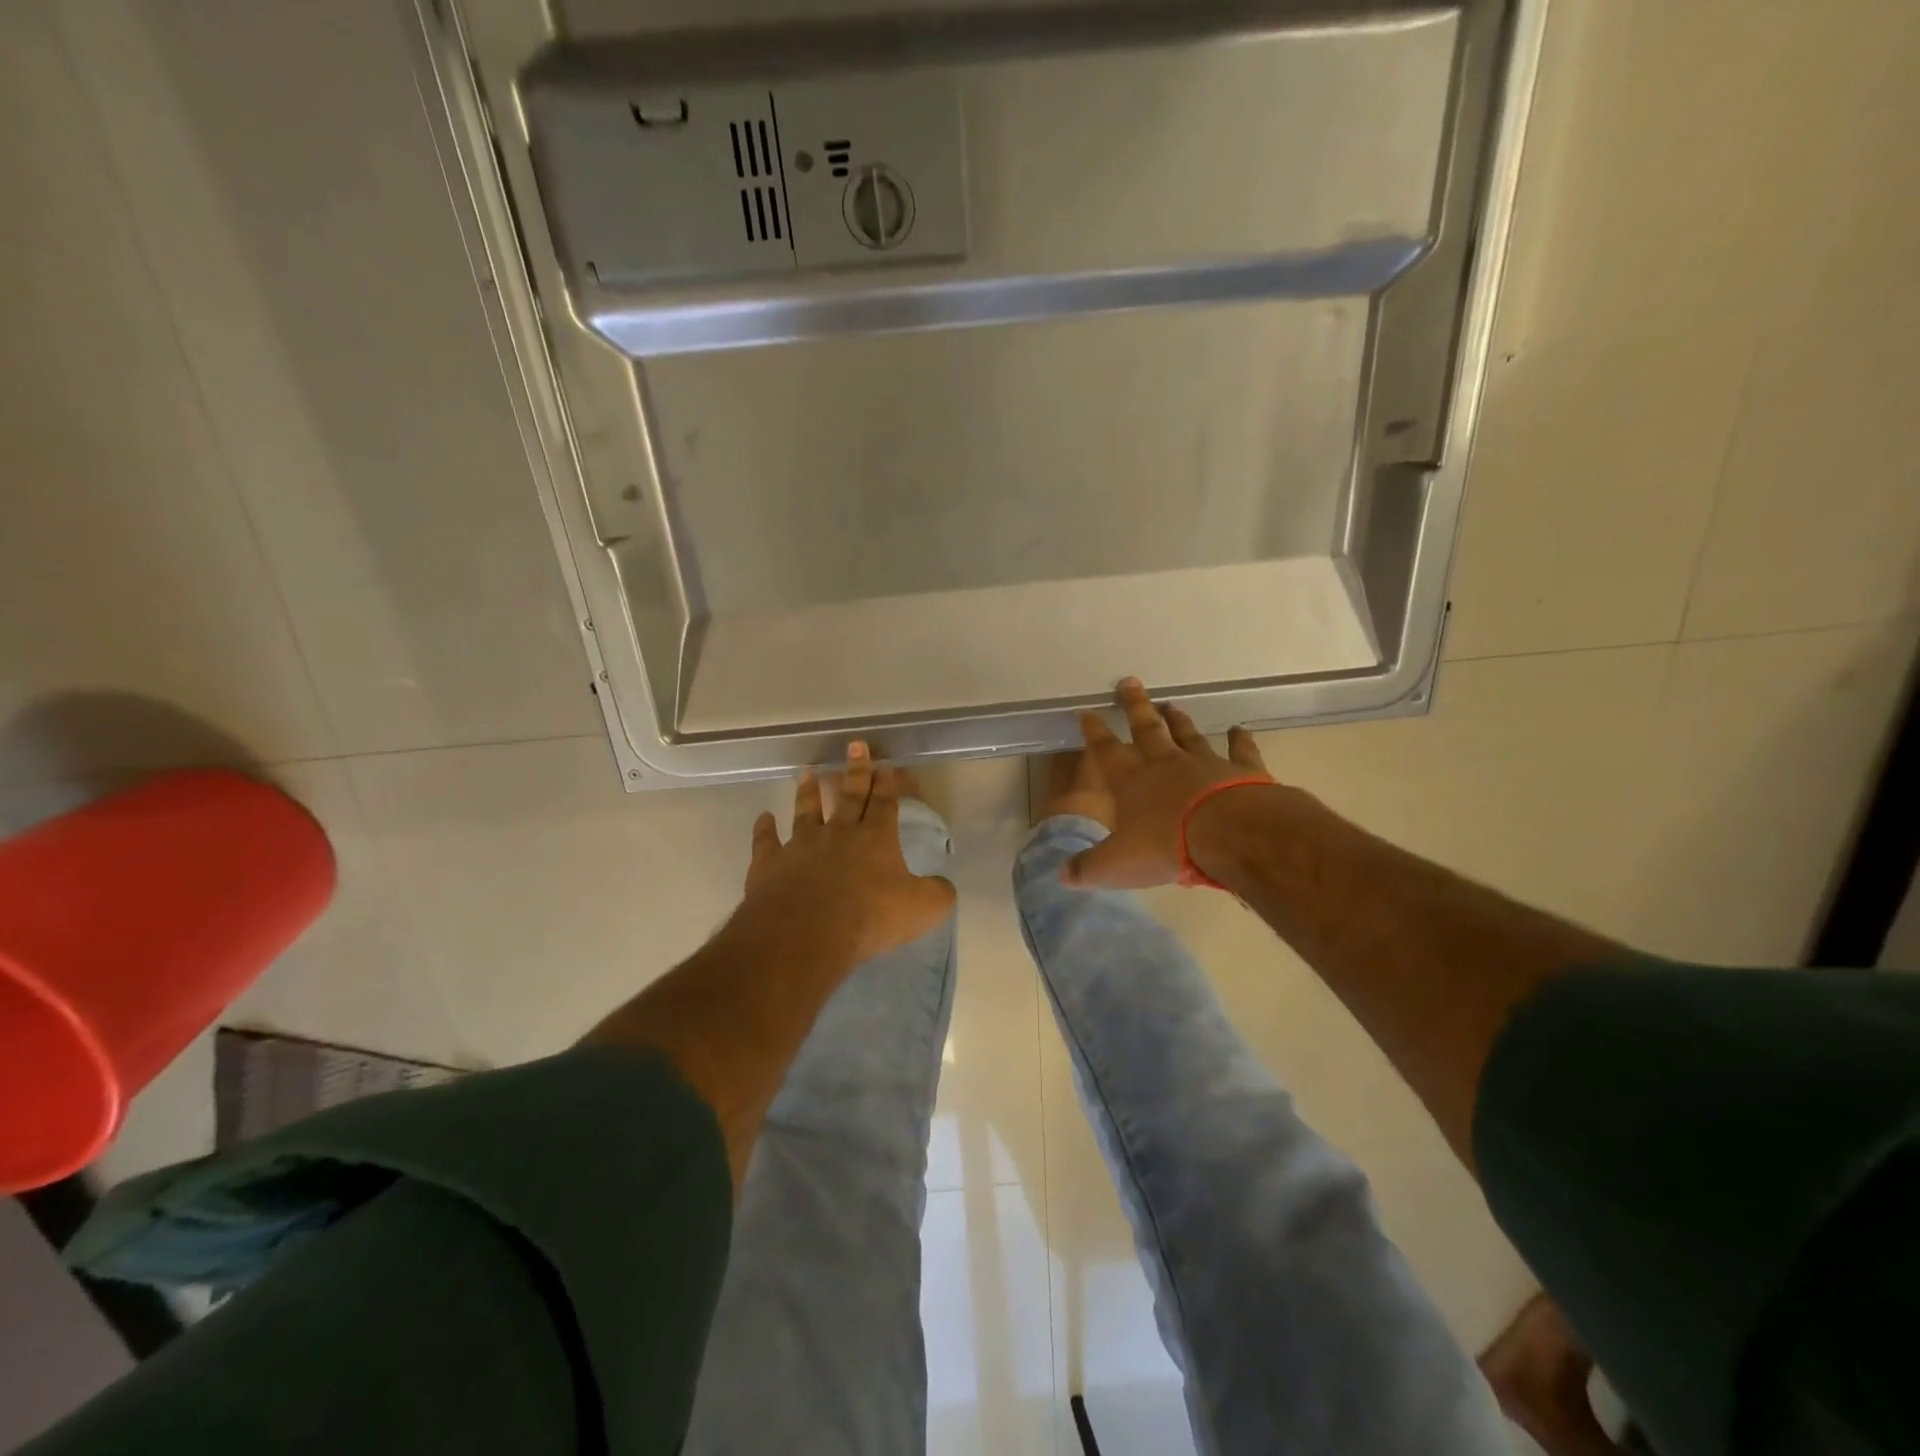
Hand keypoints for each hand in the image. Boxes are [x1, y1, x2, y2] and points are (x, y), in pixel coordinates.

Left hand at [742, 743, 955, 963]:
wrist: (806, 933)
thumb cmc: (868, 918)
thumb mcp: (921, 910)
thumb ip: (937, 894)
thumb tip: (943, 886)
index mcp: (875, 838)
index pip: (884, 803)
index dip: (887, 784)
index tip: (886, 765)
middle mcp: (838, 833)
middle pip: (848, 796)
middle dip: (855, 771)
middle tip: (855, 746)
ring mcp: (801, 845)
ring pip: (806, 811)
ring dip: (808, 792)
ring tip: (808, 772)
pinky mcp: (770, 864)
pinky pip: (766, 841)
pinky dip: (765, 828)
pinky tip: (764, 818)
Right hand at [1064, 678, 1275, 889]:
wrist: (1229, 835)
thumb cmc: (1166, 846)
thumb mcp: (1117, 865)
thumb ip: (1089, 868)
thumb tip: (1062, 875)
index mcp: (1132, 781)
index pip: (1106, 751)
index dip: (1094, 732)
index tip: (1085, 711)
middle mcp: (1166, 764)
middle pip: (1147, 728)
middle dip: (1135, 706)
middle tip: (1130, 683)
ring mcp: (1205, 764)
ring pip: (1188, 735)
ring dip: (1179, 721)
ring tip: (1172, 705)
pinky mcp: (1242, 771)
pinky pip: (1240, 751)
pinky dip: (1240, 739)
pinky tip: (1240, 729)